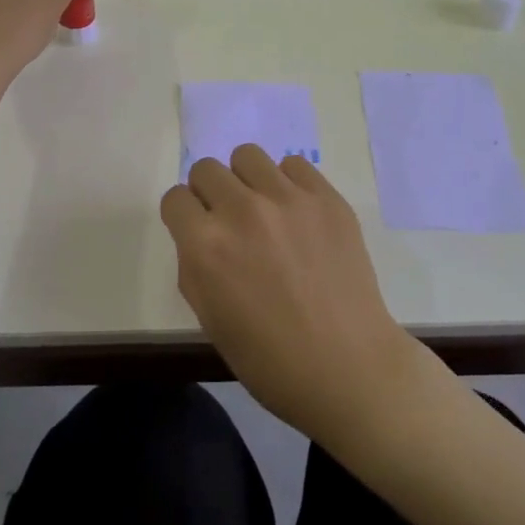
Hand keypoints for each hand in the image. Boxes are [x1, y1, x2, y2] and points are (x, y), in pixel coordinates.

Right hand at [160, 145, 420, 446]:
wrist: (349, 368)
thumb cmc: (271, 361)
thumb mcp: (210, 319)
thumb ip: (194, 266)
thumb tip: (199, 234)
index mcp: (206, 246)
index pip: (175, 199)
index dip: (183, 217)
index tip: (196, 232)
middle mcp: (241, 211)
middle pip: (207, 169)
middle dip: (210, 194)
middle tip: (229, 223)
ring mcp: (287, 199)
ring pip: (247, 156)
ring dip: (246, 181)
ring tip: (263, 211)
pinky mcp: (326, 197)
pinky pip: (292, 165)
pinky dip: (287, 183)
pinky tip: (297, 215)